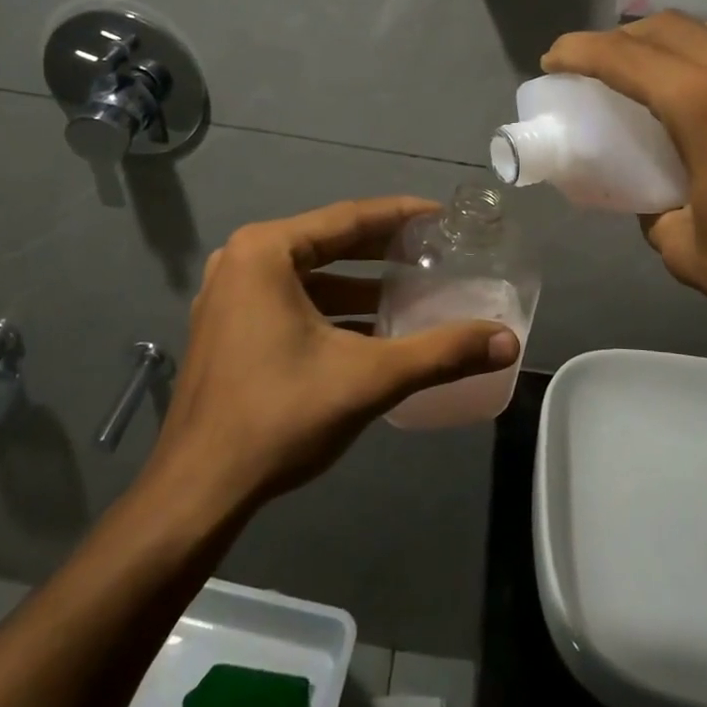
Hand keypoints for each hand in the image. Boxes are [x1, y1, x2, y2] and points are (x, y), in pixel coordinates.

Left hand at [142, 198, 519, 511]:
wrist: (199, 491)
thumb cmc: (279, 417)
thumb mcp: (369, 378)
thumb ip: (441, 353)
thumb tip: (508, 341)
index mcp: (266, 251)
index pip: (349, 217)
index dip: (402, 216)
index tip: (445, 217)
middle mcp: (242, 260)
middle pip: (330, 242)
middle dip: (385, 248)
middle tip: (436, 252)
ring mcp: (229, 295)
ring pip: (311, 275)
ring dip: (361, 283)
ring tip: (414, 289)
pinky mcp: (228, 328)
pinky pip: (292, 300)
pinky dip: (333, 309)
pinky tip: (373, 328)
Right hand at [542, 12, 706, 376]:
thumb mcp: (683, 249)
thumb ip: (654, 205)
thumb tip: (654, 189)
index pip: (626, 57)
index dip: (580, 51)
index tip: (556, 58)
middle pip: (674, 27)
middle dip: (626, 39)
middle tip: (607, 65)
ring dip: (687, 38)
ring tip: (675, 67)